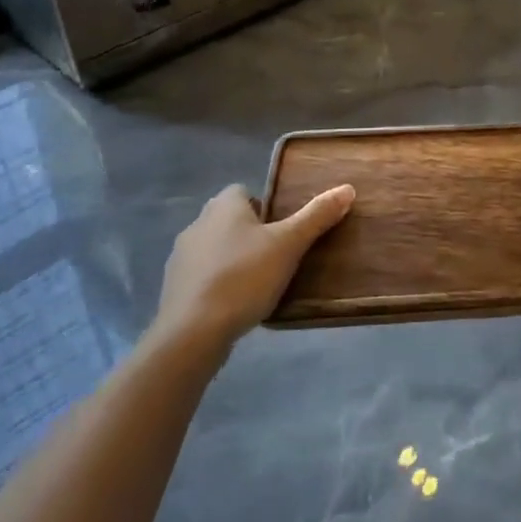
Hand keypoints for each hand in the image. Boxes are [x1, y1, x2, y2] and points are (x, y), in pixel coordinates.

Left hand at [153, 183, 355, 350]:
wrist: (192, 332)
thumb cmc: (244, 277)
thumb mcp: (289, 244)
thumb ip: (317, 216)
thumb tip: (347, 188)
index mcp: (224, 205)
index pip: (244, 191)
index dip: (265, 206)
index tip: (283, 230)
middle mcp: (198, 223)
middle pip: (230, 219)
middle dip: (251, 233)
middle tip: (277, 255)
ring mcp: (180, 257)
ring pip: (215, 248)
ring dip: (233, 259)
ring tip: (259, 283)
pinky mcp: (173, 289)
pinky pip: (202, 277)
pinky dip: (217, 284)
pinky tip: (234, 305)